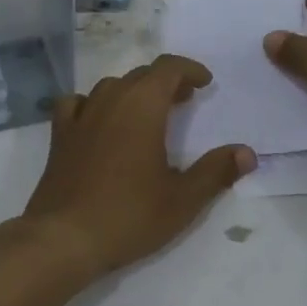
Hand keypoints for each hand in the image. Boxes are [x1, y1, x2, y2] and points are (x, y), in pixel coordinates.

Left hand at [14, 55, 255, 281]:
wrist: (64, 237)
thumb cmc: (129, 215)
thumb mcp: (183, 199)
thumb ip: (216, 171)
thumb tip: (246, 153)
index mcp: (142, 106)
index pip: (168, 68)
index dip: (189, 69)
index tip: (204, 83)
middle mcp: (110, 100)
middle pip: (141, 75)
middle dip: (166, 82)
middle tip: (184, 101)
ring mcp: (80, 115)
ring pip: (110, 86)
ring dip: (133, 91)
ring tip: (147, 112)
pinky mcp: (59, 134)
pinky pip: (77, 103)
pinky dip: (93, 103)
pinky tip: (98, 121)